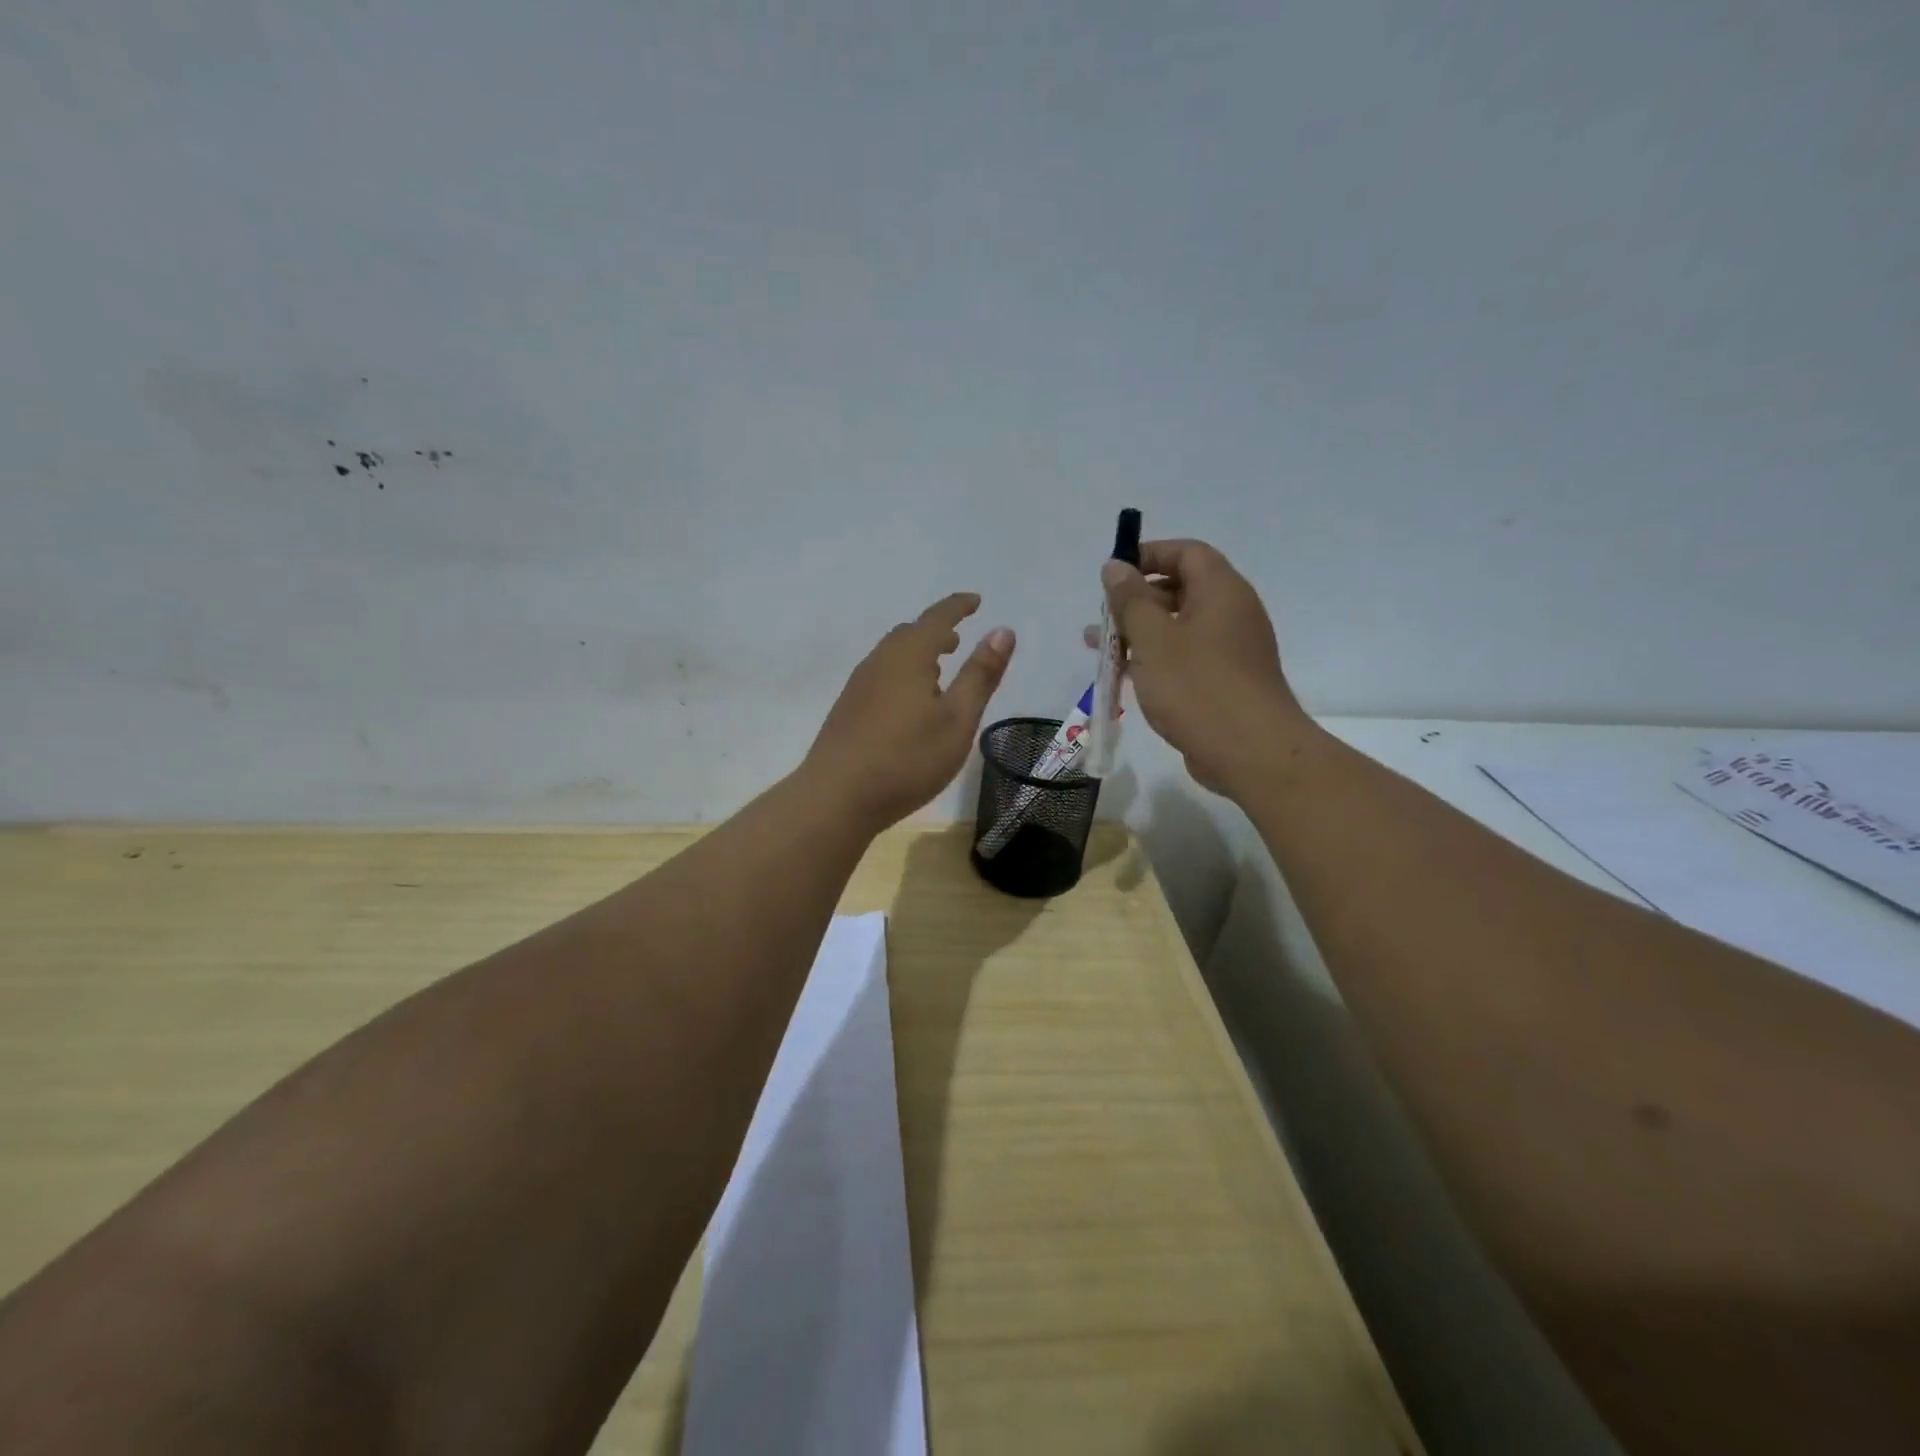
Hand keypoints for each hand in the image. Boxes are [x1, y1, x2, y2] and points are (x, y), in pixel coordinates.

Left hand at [805, 593, 1015, 832]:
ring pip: (892, 656)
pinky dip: (902, 673)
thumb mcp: (957, 719)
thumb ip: (980, 675)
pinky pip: (880, 676)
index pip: (937, 618)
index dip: (958, 607)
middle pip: (909, 634)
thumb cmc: (907, 758)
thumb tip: (1002, 630)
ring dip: (917, 653)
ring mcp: (858, 686)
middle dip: (936, 631)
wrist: (836, 797)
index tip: (975, 600)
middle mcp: (879, 662)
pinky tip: (909, 702)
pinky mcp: (847, 710)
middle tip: (957, 639)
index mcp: (908, 656)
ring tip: (938, 670)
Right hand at [1098, 540, 1309, 796]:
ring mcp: (1232, 649)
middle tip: (1103, 618)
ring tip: (1101, 649)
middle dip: (1137, 600)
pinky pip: (1187, 657)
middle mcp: (1232, 612)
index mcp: (1221, 591)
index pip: (1186, 552)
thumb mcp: (1153, 638)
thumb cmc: (1197, 687)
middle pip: (1181, 589)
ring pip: (1180, 628)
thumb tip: (1115, 567)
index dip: (1148, 555)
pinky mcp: (1227, 681)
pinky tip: (1128, 678)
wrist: (1251, 752)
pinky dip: (1157, 659)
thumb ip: (1130, 600)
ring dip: (1140, 634)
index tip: (1113, 573)